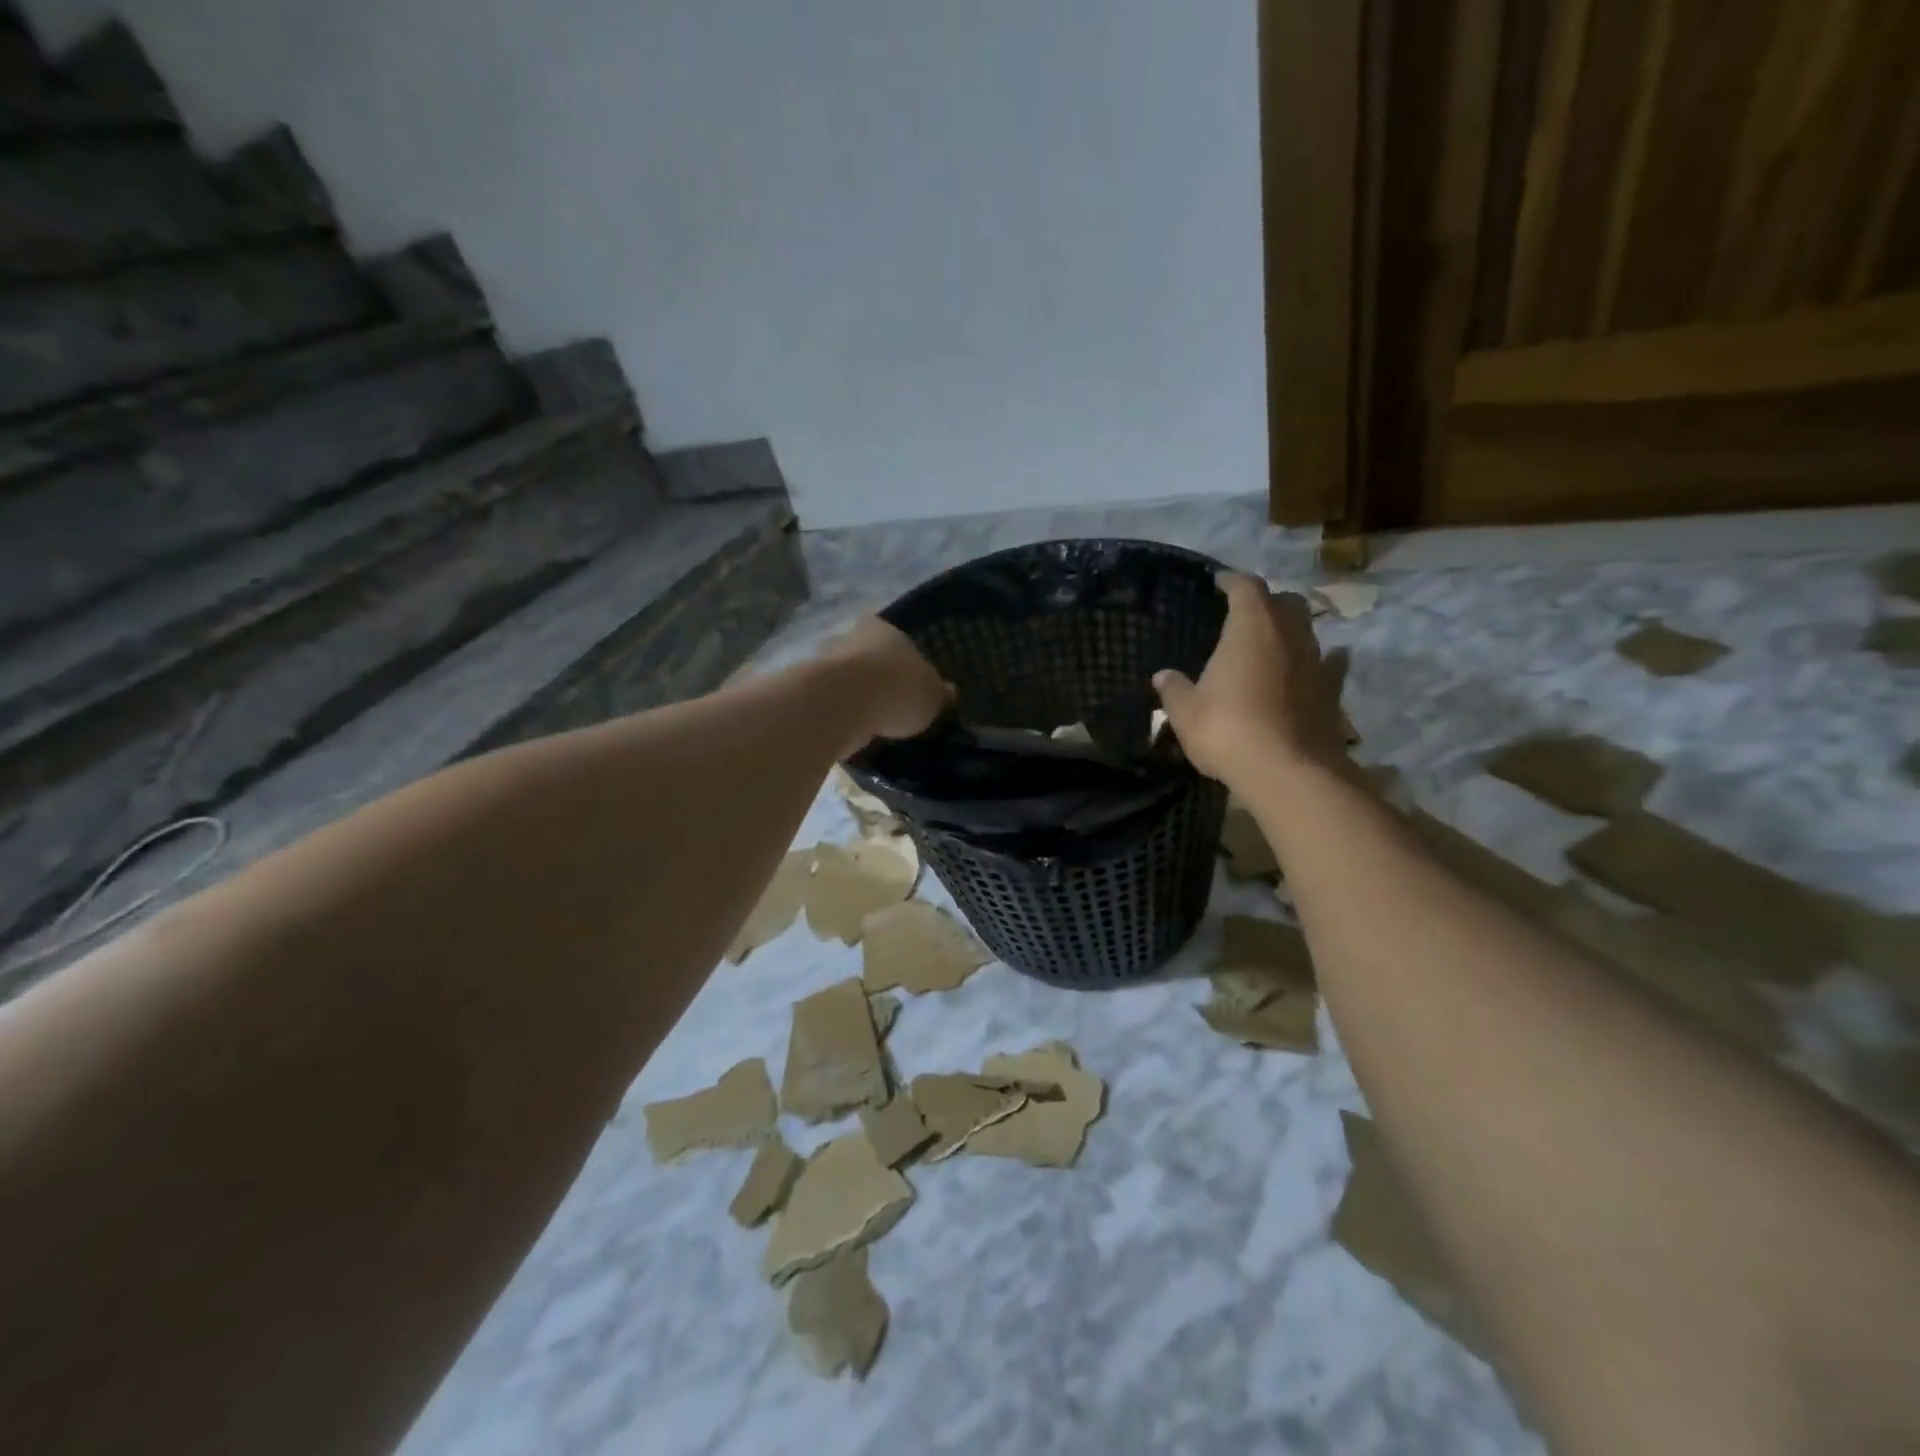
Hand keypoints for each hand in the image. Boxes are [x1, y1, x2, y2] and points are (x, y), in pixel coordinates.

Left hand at [820, 617, 954, 750]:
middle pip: (870, 660)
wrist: (843, 704)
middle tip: (896, 707)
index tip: (913, 684)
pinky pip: (836, 705)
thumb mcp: (933, 694)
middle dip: (880, 680)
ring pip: (850, 682)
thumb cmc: (897, 687)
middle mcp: (851, 638)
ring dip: (860, 700)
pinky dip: (845, 717)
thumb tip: (949, 692)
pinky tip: (858, 733)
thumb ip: (939, 693)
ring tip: (878, 725)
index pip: (897, 639)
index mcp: (883, 627)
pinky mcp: (811, 693)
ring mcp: (826, 664)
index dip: (907, 662)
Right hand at [1153, 573, 1349, 784]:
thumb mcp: (1186, 713)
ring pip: (1308, 631)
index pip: (1246, 587)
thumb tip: (1163, 676)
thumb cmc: (1228, 730)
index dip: (1231, 581)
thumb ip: (1175, 690)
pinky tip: (1307, 672)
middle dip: (1267, 602)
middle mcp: (1290, 634)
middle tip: (1246, 614)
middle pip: (1285, 602)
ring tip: (1271, 644)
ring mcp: (1316, 662)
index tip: (1219, 582)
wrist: (1288, 772)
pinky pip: (1327, 666)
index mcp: (1251, 627)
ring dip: (1290, 632)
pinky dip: (1317, 664)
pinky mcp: (1332, 692)